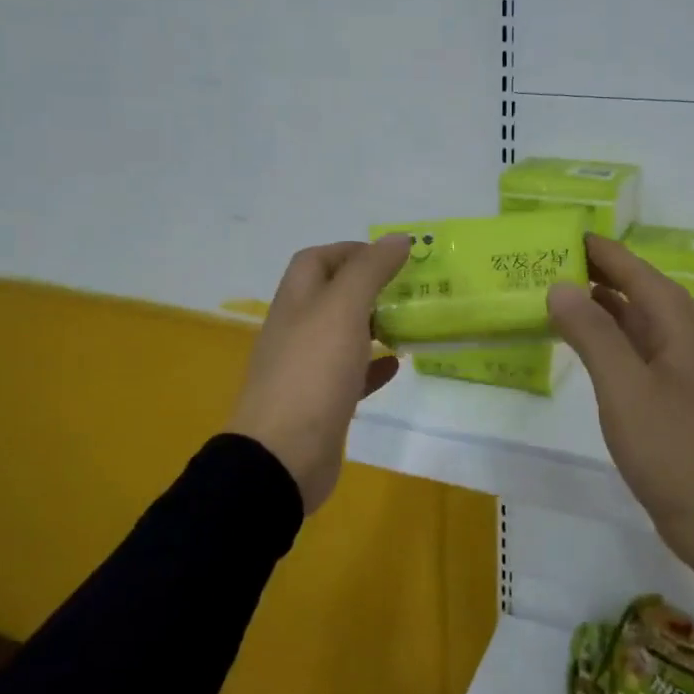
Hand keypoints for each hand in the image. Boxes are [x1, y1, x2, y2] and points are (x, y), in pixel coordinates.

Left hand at [226, 236, 411, 513]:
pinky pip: (350, 375)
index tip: (391, 257)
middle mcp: (297, 329)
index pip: (316, 259)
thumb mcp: (343, 309)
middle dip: (368, 287)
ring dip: (373, 325)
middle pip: (331, 295)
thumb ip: (369, 271)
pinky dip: (373, 366)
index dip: (350, 250)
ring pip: (342, 335)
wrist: (283, 455)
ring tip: (410, 322)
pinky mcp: (321, 403)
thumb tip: (397, 238)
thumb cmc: (313, 372)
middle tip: (409, 290)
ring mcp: (307, 368)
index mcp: (296, 301)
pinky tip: (397, 365)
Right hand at [547, 234, 693, 586]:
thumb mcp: (625, 387)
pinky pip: (637, 352)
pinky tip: (587, 349)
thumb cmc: (672, 448)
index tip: (566, 234)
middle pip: (639, 293)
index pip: (637, 272)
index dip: (603, 251)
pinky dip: (609, 340)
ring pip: (638, 324)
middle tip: (551, 264)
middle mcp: (684, 340)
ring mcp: (681, 371)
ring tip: (560, 298)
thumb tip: (561, 286)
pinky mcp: (673, 399)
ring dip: (603, 307)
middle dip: (599, 274)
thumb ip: (593, 334)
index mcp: (679, 327)